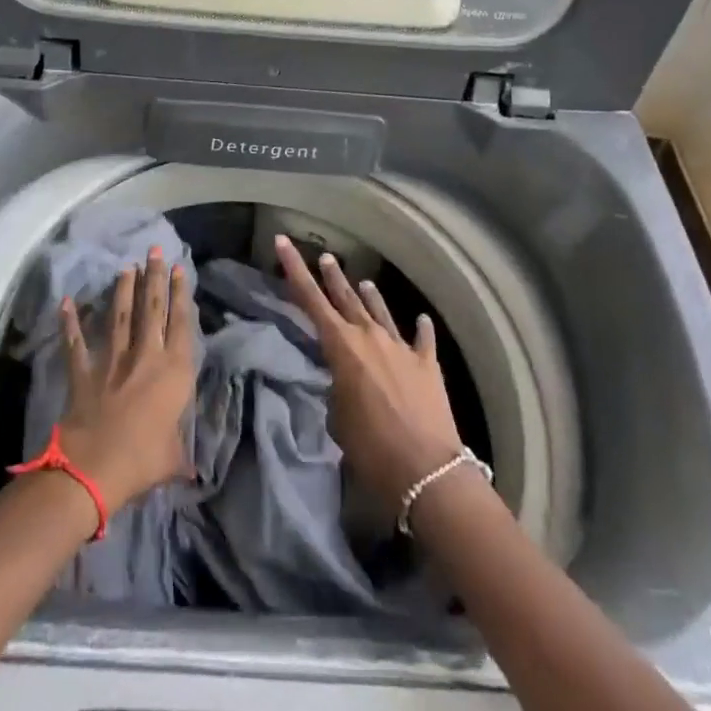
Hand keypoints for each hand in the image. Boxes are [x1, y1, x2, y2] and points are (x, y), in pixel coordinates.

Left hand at [55, 248, 196, 510]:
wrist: (95, 468)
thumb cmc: (143, 461)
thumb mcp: (174, 459)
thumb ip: (182, 454)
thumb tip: (194, 471)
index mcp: (173, 372)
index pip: (181, 323)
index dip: (181, 294)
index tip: (179, 269)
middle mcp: (145, 356)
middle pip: (152, 309)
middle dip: (154, 277)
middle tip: (155, 251)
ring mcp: (112, 359)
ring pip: (119, 315)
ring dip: (123, 289)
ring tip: (126, 266)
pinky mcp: (84, 370)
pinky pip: (76, 342)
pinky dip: (70, 322)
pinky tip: (66, 301)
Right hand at [274, 235, 466, 508]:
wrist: (427, 470)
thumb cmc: (371, 448)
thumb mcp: (338, 418)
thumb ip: (338, 389)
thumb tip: (346, 381)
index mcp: (342, 346)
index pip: (310, 299)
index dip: (294, 269)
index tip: (283, 240)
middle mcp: (370, 336)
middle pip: (346, 298)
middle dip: (333, 277)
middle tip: (326, 257)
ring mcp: (401, 347)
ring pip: (381, 312)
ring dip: (370, 297)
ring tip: (364, 282)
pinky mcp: (427, 364)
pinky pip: (422, 339)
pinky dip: (420, 329)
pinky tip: (422, 319)